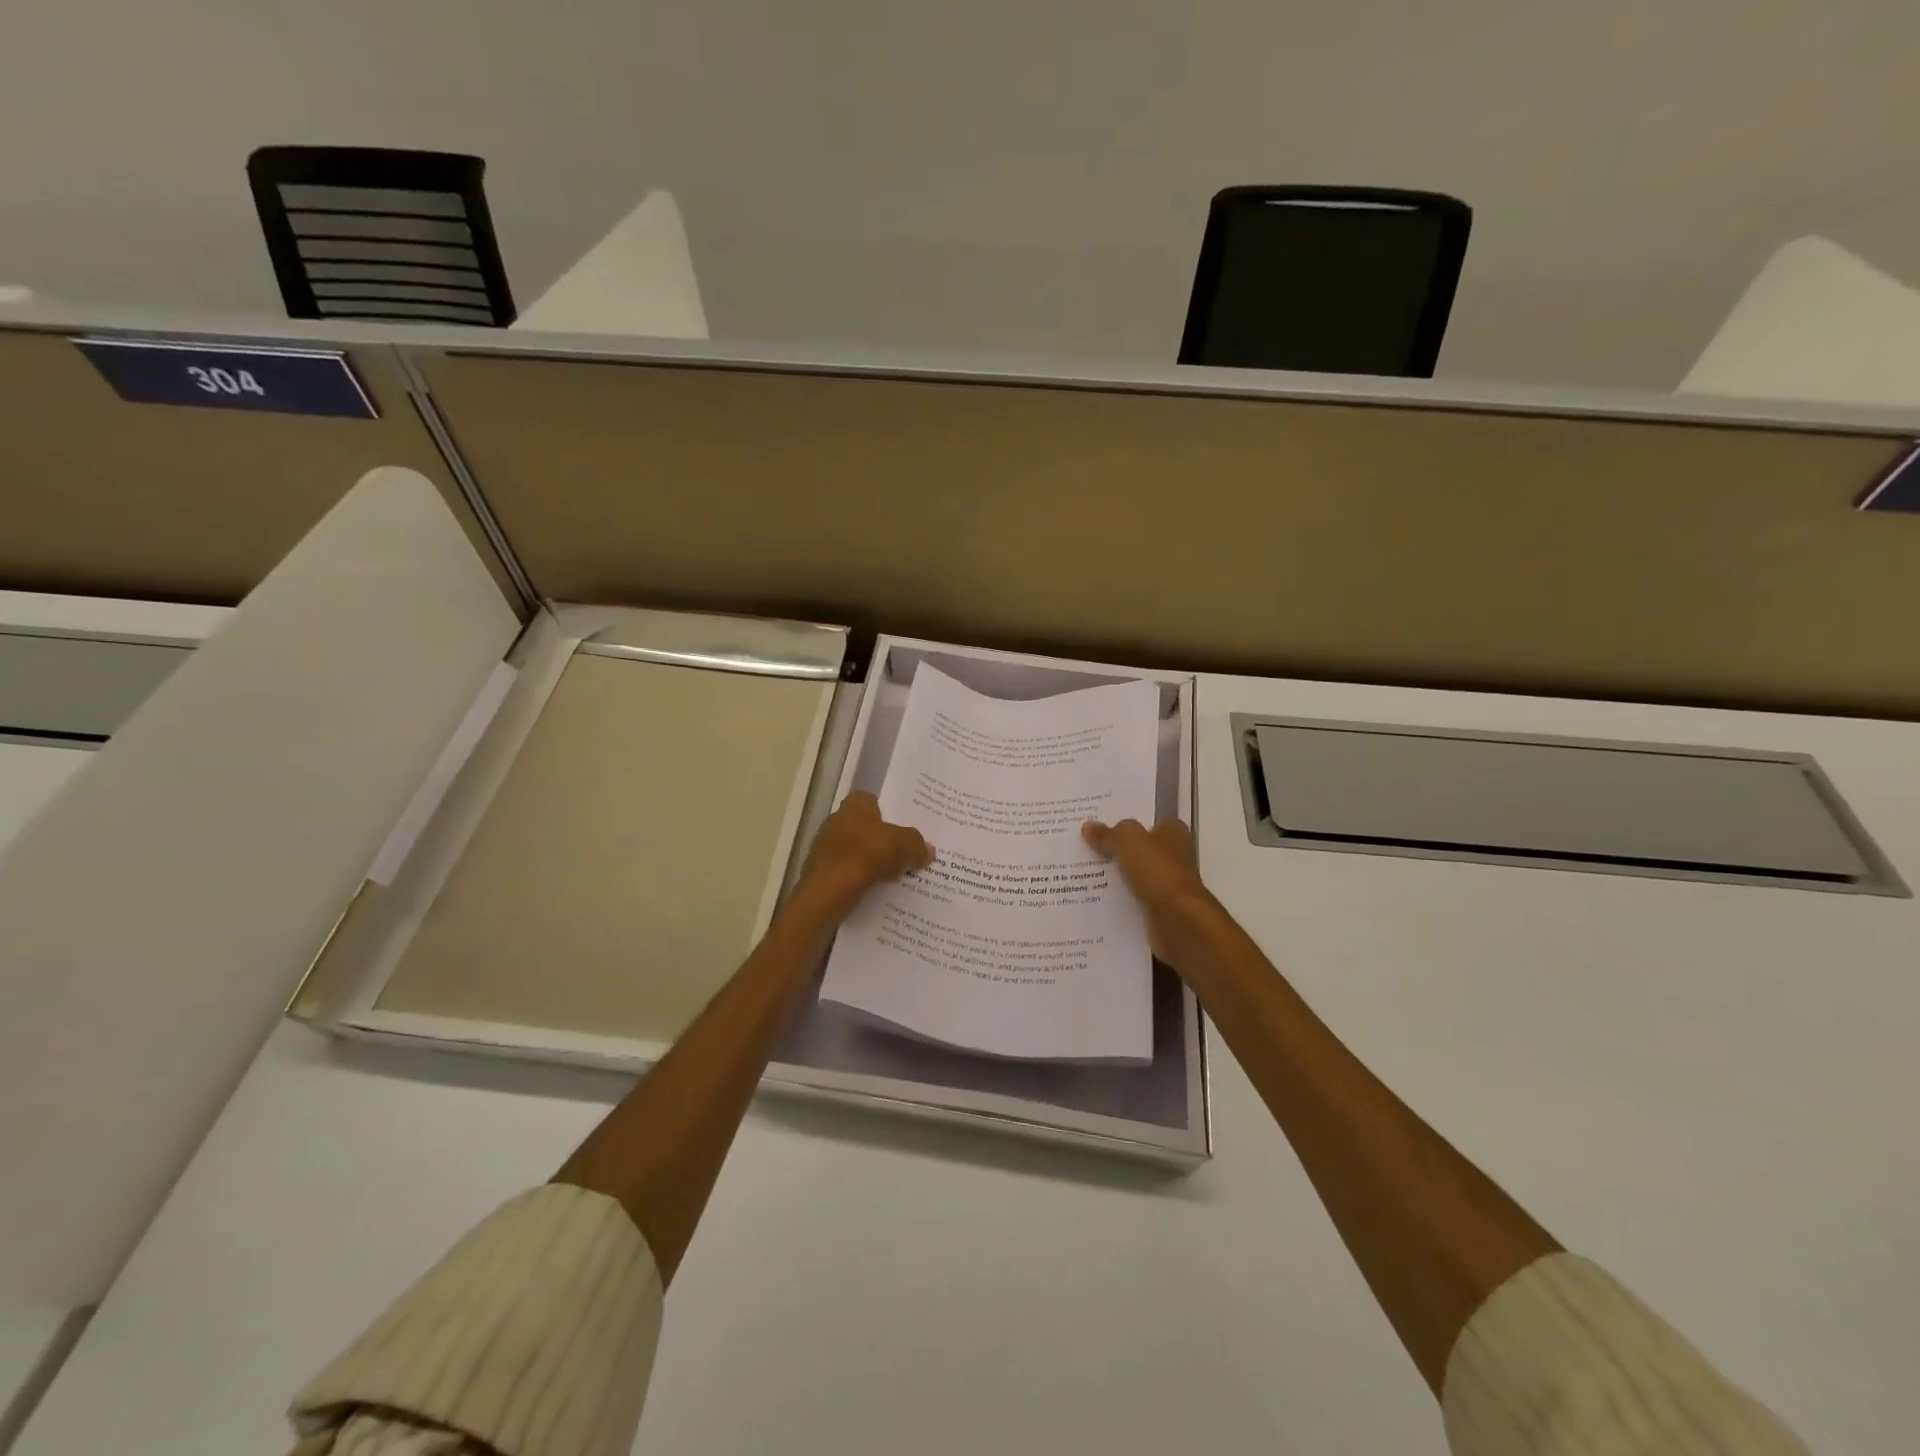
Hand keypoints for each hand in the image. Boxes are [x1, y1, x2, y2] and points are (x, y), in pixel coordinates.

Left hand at [795, 791, 933, 918]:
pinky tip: (875, 888)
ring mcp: (825, 845)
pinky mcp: (821, 870)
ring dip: (871, 860)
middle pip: (865, 826)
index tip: (904, 826)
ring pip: (856, 850)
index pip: (873, 800)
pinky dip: (859, 877)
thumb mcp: (905, 846)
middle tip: (904, 851)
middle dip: (882, 838)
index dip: (889, 812)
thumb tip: (928, 850)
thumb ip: (917, 844)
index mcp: (855, 804)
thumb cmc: (868, 855)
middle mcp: (837, 819)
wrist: (830, 889)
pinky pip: (848, 870)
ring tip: (894, 873)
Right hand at [1082, 817, 1216, 969]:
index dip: (1125, 821)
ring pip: (1133, 874)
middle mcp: (1174, 855)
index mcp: (1173, 832)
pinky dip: (1117, 898)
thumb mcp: (1128, 840)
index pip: (1148, 820)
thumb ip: (1108, 833)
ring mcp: (1167, 884)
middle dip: (1115, 848)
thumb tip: (1088, 827)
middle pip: (1139, 848)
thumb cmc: (1158, 871)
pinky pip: (1132, 898)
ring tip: (1079, 872)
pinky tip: (1093, 897)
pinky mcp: (1159, 909)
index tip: (1097, 823)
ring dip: (1113, 876)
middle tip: (1082, 846)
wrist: (1178, 921)